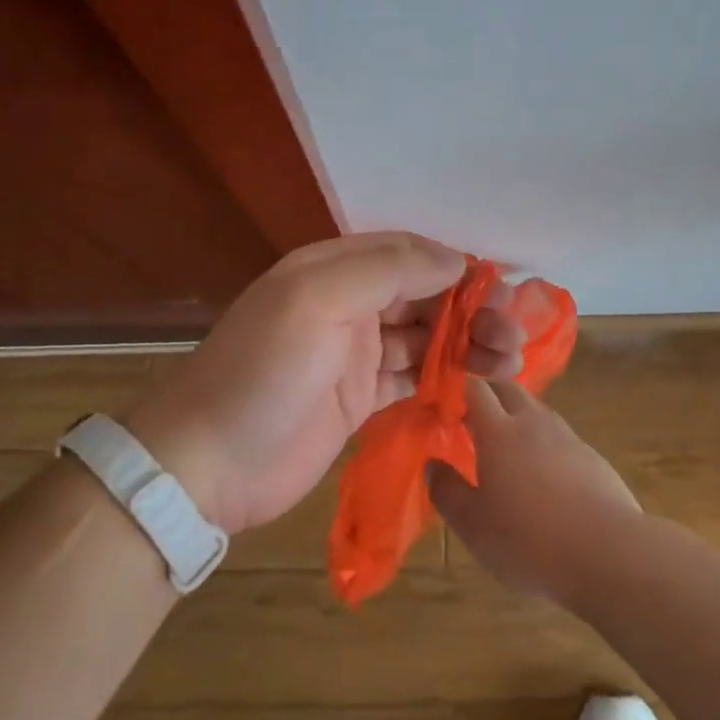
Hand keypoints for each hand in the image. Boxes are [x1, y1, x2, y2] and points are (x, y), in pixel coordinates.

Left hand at [129, 232, 524, 534]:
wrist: (207, 465)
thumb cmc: (262, 372)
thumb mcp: (317, 301)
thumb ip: (386, 270)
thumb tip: (455, 259)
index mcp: (335, 270)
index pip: (409, 254)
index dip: (456, 268)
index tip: (501, 289)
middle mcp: (349, 304)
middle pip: (424, 296)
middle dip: (471, 310)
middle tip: (513, 336)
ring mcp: (355, 354)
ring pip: (425, 338)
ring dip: (467, 344)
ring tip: (510, 361)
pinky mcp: (360, 399)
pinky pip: (414, 378)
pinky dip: (447, 378)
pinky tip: (480, 385)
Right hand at [430, 379, 642, 605]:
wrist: (609, 553)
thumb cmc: (529, 540)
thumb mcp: (473, 526)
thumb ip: (448, 491)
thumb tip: (432, 464)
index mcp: (498, 431)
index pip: (475, 388)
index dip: (459, 388)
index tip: (445, 402)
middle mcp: (533, 422)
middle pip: (508, 389)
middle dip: (489, 393)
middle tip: (472, 418)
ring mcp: (567, 437)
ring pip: (537, 410)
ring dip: (518, 416)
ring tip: (506, 446)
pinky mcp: (592, 457)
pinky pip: (560, 436)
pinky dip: (544, 442)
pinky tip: (543, 474)